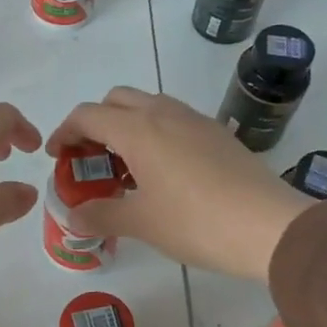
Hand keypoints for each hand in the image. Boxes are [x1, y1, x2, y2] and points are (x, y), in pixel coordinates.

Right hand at [46, 88, 316, 279]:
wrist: (269, 227)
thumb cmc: (196, 222)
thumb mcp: (141, 223)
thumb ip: (101, 215)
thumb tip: (74, 218)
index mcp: (138, 129)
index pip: (88, 115)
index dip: (65, 132)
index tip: (56, 156)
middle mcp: (164, 114)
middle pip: (116, 100)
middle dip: (95, 123)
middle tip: (90, 159)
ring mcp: (195, 120)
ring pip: (148, 106)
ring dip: (126, 126)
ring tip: (124, 168)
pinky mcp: (217, 134)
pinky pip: (173, 120)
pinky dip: (154, 134)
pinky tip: (161, 173)